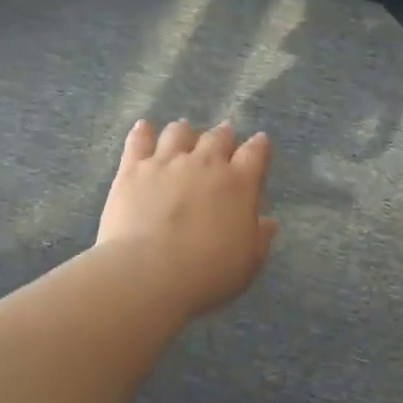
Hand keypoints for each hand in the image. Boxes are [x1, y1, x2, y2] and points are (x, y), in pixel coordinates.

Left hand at [97, 119, 277, 317]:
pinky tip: (145, 128)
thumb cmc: (206, 273)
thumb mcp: (247, 263)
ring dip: (185, 132)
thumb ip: (259, 238)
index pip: (255, 153)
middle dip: (223, 136)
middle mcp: (206, 163)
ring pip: (179, 132)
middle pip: (218, 136)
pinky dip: (144, 132)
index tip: (260, 144)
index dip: (259, 146)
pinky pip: (140, 140)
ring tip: (184, 135)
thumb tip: (268, 223)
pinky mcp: (133, 169)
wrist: (147, 274)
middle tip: (222, 140)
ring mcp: (167, 162)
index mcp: (239, 183)